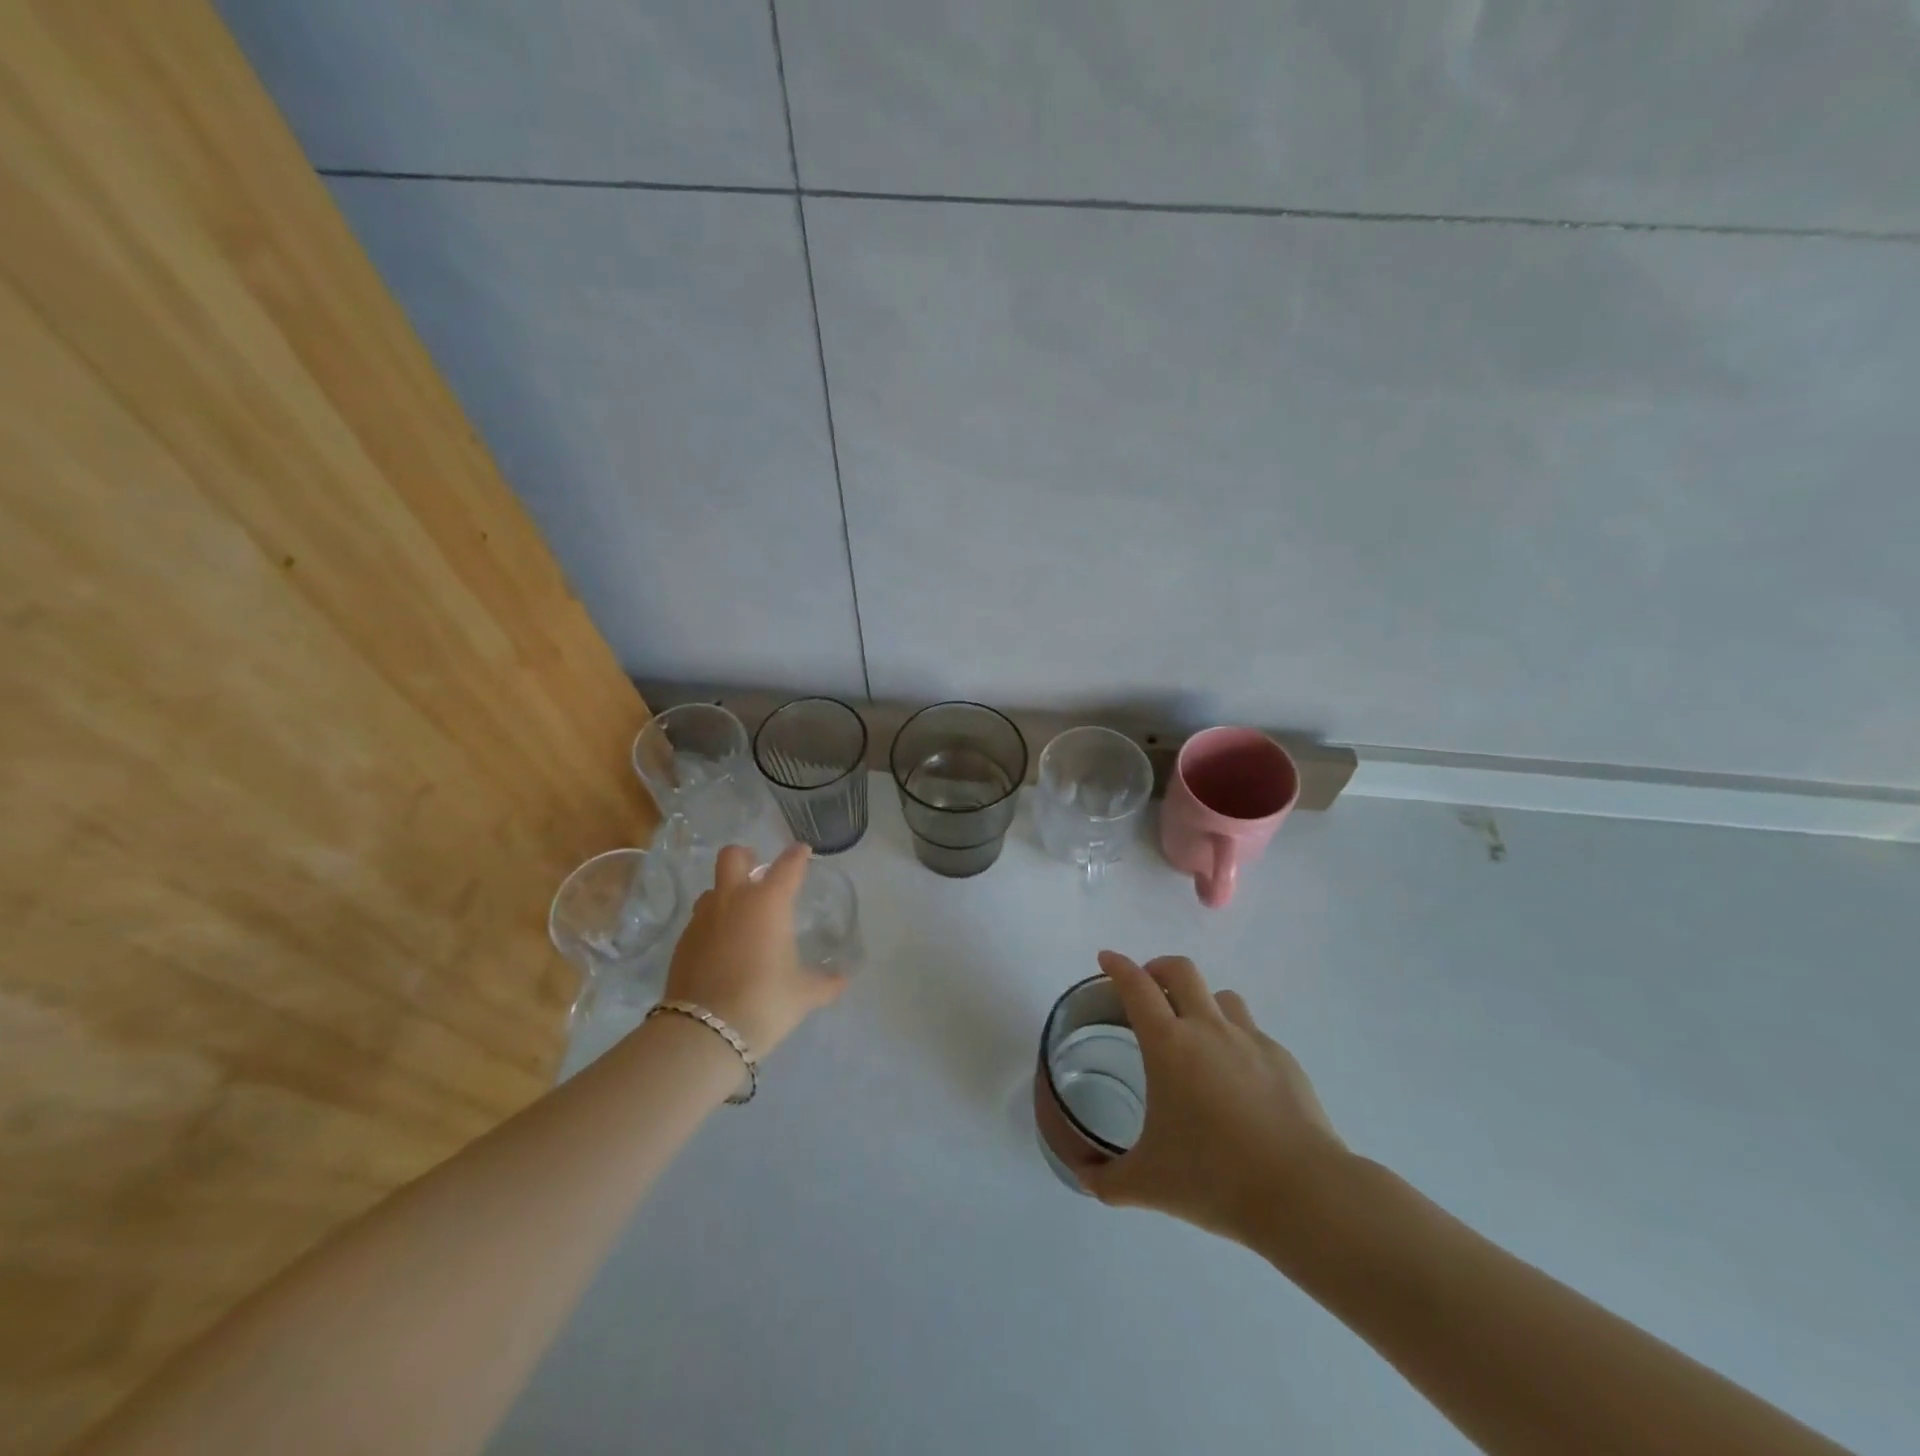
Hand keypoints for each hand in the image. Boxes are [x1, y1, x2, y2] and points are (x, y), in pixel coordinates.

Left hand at [661, 843, 846, 1056]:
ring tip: (739, 916)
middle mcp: (734, 900)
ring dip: (726, 894)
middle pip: (733, 857)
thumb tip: (842, 981)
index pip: (787, 866)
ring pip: (712, 889)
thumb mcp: (803, 994)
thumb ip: (824, 983)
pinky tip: (722, 948)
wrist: (705, 1031)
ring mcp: (703, 919)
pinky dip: (712, 925)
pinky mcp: (682, 942)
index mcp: (769, 902)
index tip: (802, 851)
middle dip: (746, 857)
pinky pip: (699, 921)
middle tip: (757, 870)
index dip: (797, 856)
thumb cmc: (764, 1000)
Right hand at [1081, 951, 1348, 1248]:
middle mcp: (1208, 1029)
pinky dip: (1235, 1040)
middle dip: (1158, 969)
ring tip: (1195, 1033)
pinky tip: (1237, 1080)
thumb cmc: (1215, 1179)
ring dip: (1201, 1002)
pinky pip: (1252, 1033)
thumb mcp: (1147, 1184)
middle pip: (1181, 971)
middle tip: (1148, 988)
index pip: (1136, 986)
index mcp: (1169, 1045)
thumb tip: (1082, 1178)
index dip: (1118, 966)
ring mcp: (1251, 1041)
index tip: (1106, 958)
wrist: (1303, 1194)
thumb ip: (1106, 1180)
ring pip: (1221, 996)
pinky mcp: (1283, 1060)